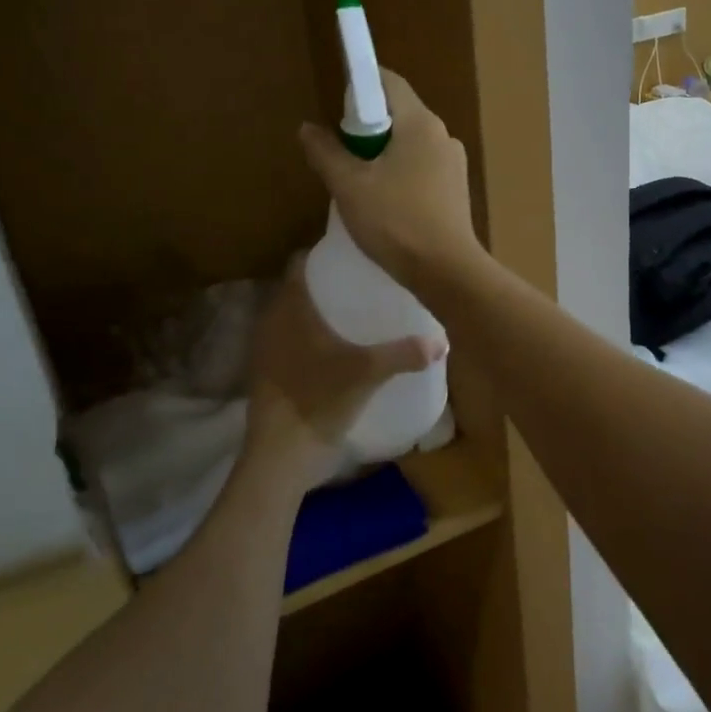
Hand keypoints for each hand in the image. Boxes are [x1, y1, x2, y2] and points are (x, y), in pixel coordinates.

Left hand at [246, 258, 446, 479]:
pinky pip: (292, 343)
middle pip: (299, 290)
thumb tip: (442, 342)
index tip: (353, 254)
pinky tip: (340, 349)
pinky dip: (311, 339)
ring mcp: (268, 352)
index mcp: (289, 309)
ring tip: (356, 312)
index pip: (300, 265)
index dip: (322, 255)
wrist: (281, 457)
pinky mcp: (272, 376)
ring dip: (319, 313)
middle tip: (364, 282)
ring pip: (294, 318)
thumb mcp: (367, 373)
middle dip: (327, 284)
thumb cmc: (318, 400)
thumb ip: (404, 354)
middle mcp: (273, 323)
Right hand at [298, 71, 482, 289]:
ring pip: (411, 144)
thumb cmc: (396, 222)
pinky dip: (401, 173)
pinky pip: (423, 167)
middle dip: (367, 127)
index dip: (361, 85)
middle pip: (400, 114)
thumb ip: (326, 152)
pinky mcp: (456, 189)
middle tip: (341, 153)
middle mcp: (443, 135)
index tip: (336, 107)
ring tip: (359, 183)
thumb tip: (308, 128)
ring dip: (383, 154)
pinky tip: (386, 203)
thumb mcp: (349, 186)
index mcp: (420, 123)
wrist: (447, 271)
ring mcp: (454, 163)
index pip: (389, 83)